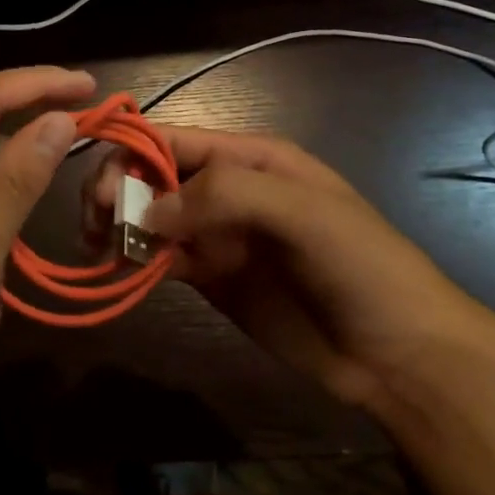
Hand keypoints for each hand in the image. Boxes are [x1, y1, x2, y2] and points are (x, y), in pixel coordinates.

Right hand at [90, 126, 492, 408]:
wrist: (398, 354)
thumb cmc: (359, 266)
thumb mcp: (303, 212)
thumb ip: (224, 195)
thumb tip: (147, 212)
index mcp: (249, 158)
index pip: (172, 140)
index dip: (130, 155)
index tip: (102, 192)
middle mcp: (226, 189)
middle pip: (151, 175)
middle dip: (117, 191)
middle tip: (97, 227)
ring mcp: (217, 234)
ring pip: (149, 216)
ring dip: (118, 226)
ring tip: (99, 250)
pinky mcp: (210, 276)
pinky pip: (161, 257)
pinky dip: (135, 260)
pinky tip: (120, 272)